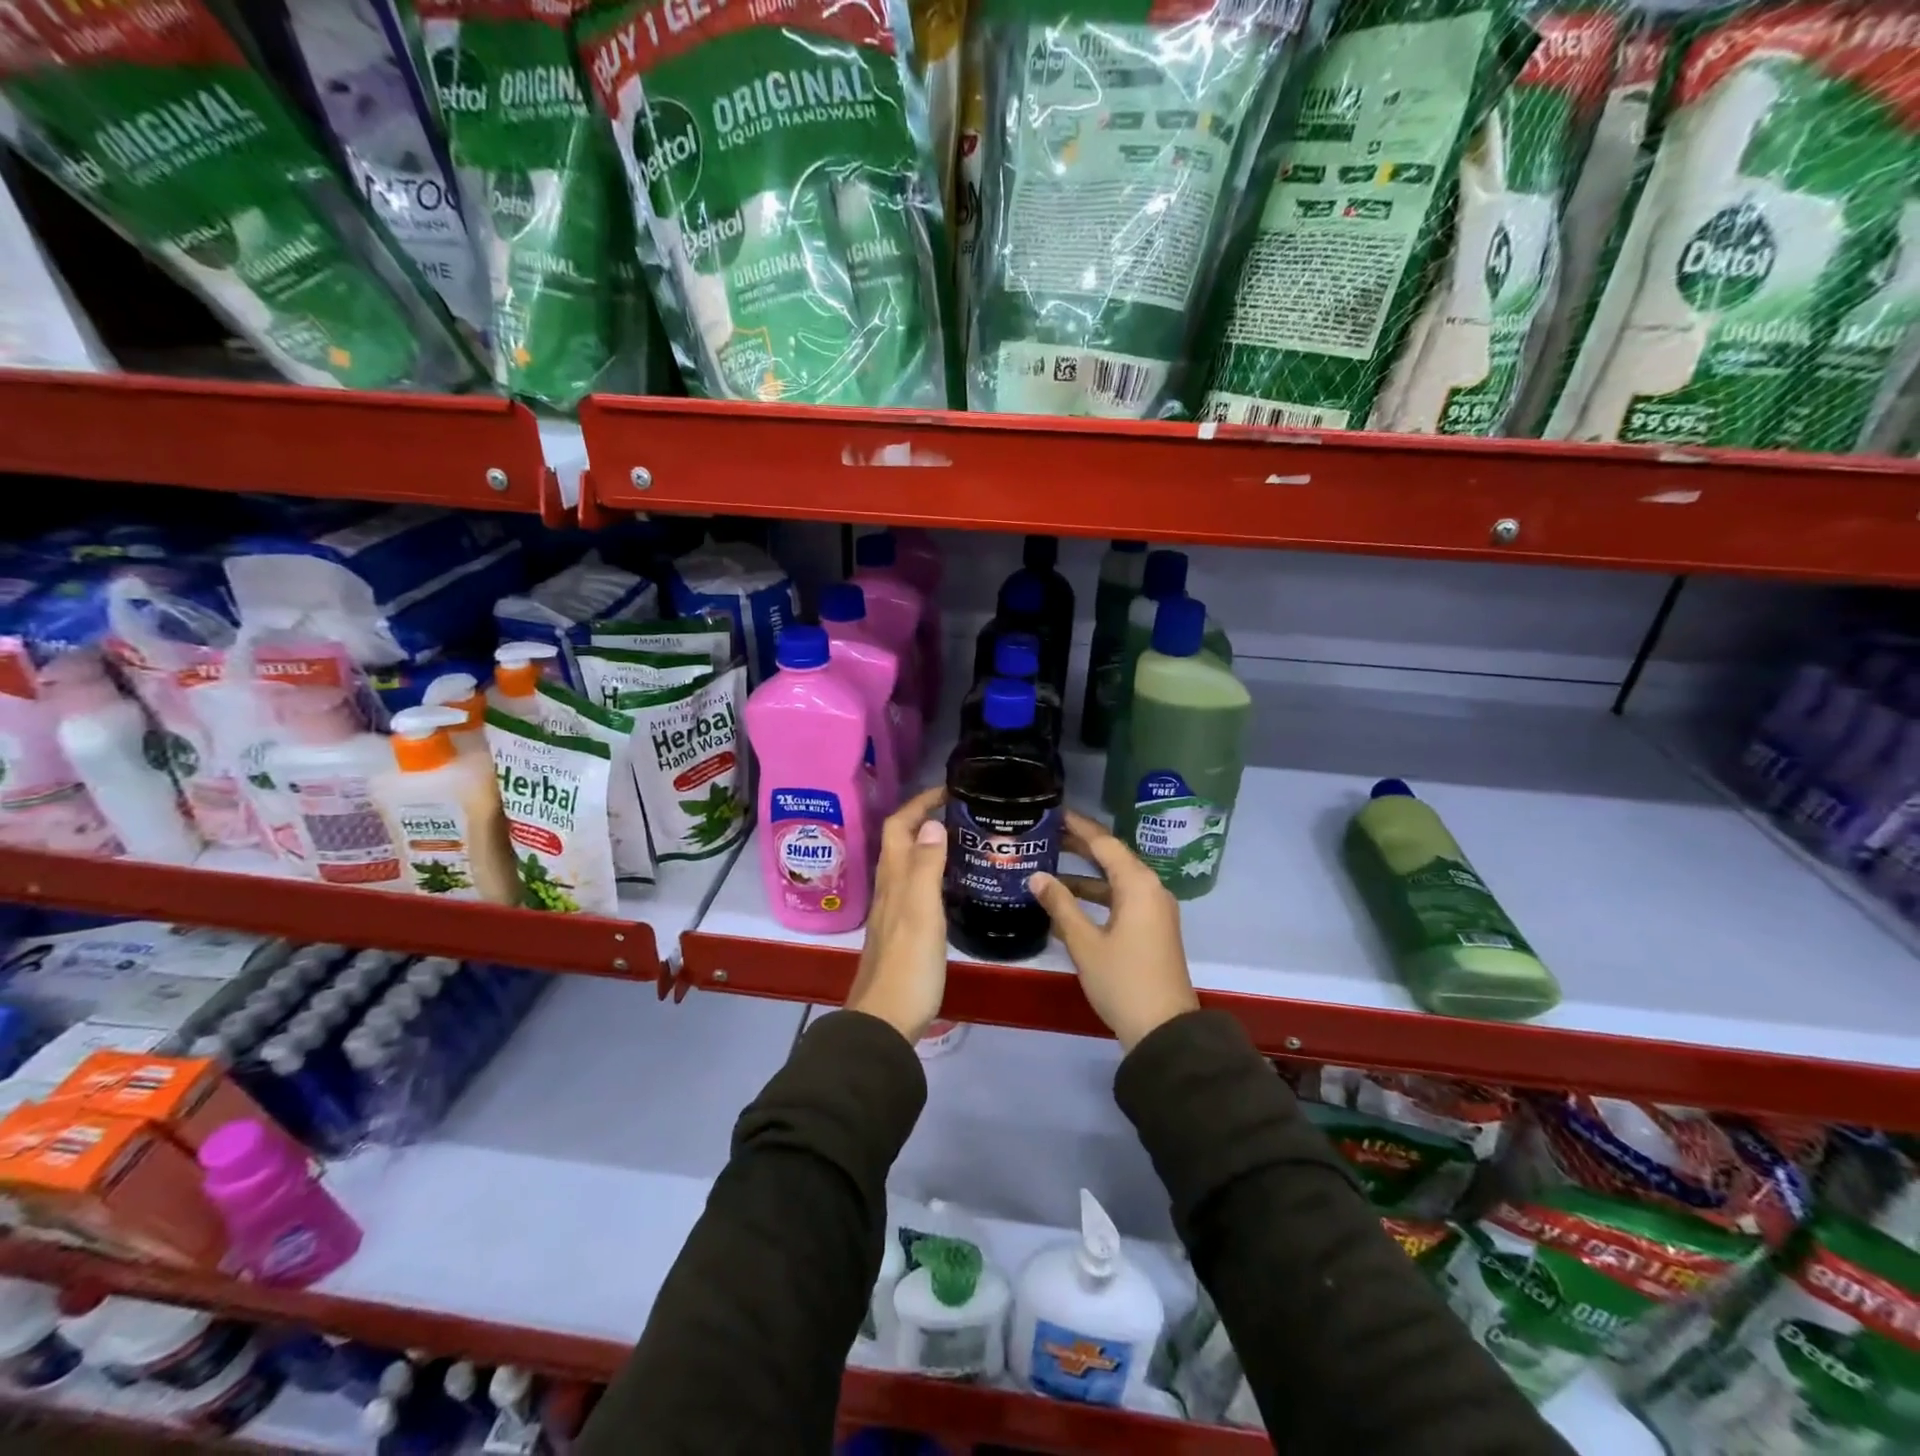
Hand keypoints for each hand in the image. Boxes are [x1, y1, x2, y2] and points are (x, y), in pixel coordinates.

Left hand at [846, 786, 949, 1042]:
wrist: (886, 1019)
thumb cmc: (908, 964)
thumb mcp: (921, 911)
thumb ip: (926, 867)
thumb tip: (932, 823)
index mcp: (894, 879)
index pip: (899, 827)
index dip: (918, 804)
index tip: (948, 790)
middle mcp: (889, 889)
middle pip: (900, 842)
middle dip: (923, 818)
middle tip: (960, 812)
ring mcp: (893, 912)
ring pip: (907, 864)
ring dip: (927, 844)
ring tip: (961, 839)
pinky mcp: (902, 932)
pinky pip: (915, 887)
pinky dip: (931, 872)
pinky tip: (950, 883)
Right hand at [1029, 809, 1197, 1050]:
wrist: (1164, 1030)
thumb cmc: (1123, 981)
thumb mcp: (1085, 943)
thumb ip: (1060, 905)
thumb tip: (1036, 876)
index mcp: (1138, 885)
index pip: (1104, 843)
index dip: (1078, 827)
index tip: (1053, 813)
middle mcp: (1150, 889)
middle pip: (1112, 858)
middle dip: (1079, 847)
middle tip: (1045, 835)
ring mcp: (1153, 910)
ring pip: (1115, 880)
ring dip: (1084, 874)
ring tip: (1048, 865)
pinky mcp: (1151, 929)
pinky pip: (1121, 899)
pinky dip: (1095, 897)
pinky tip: (1066, 904)